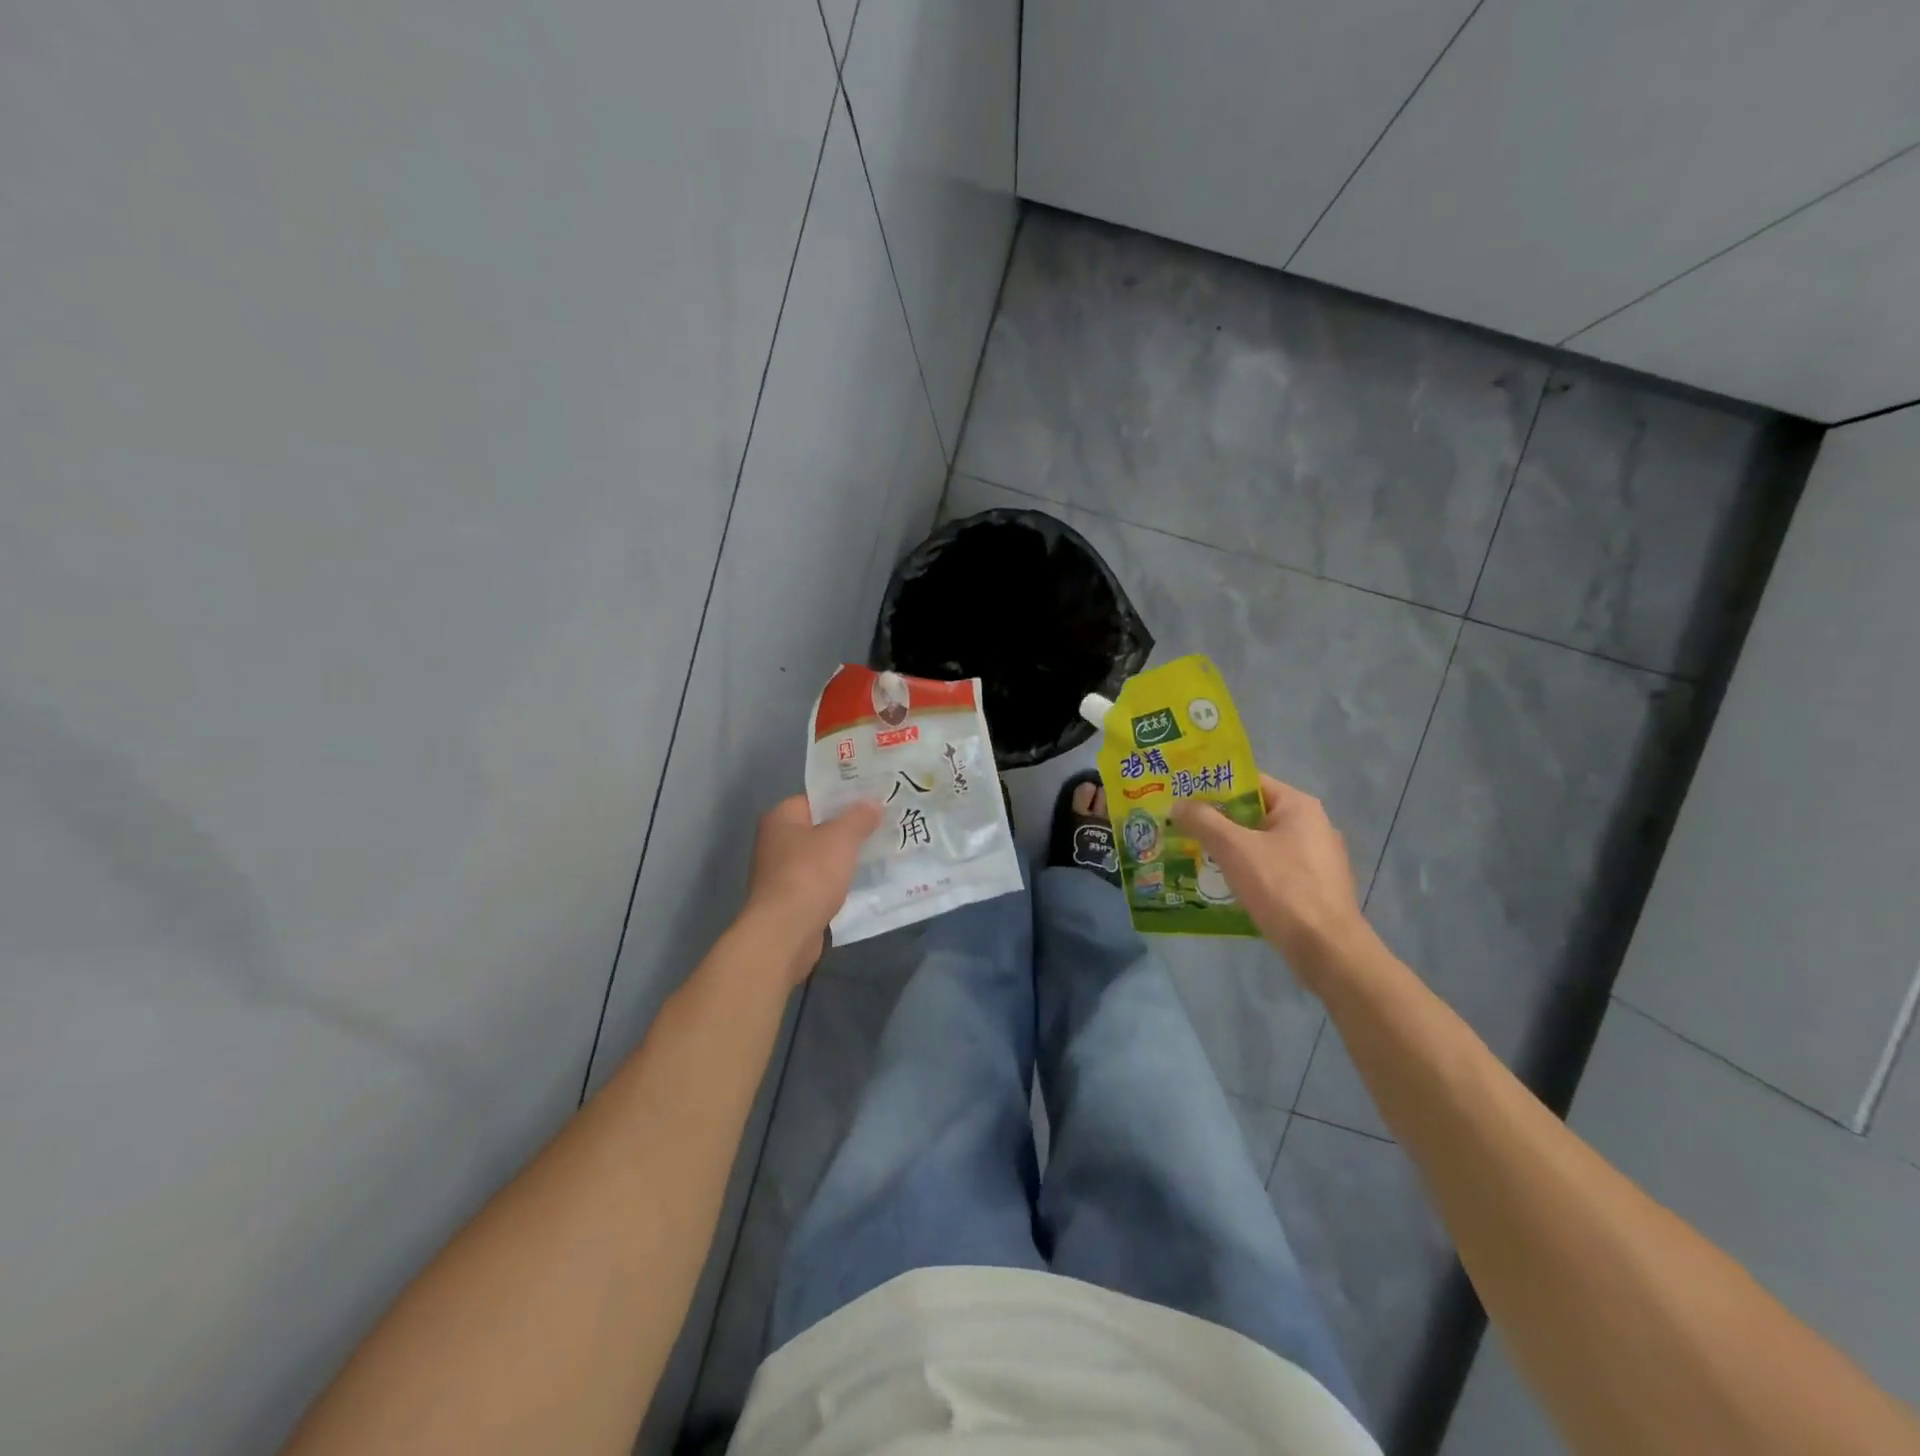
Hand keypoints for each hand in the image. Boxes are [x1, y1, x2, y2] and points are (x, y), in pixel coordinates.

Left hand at [743, 796, 882, 976]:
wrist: (785, 932)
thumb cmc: (810, 874)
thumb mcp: (841, 838)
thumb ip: (859, 817)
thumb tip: (872, 803)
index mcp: (781, 817)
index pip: (816, 799)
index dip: (845, 799)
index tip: (874, 802)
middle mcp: (775, 841)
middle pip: (819, 828)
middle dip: (849, 829)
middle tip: (883, 826)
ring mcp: (780, 872)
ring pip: (821, 857)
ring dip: (844, 858)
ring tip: (879, 852)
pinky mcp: (789, 900)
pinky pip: (820, 882)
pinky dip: (838, 882)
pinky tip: (862, 882)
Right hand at [1170, 774, 1368, 981]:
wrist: (1327, 949)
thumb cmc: (1282, 888)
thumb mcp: (1234, 848)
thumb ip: (1203, 821)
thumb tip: (1178, 804)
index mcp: (1299, 806)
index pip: (1249, 782)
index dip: (1213, 786)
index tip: (1182, 795)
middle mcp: (1312, 825)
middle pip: (1254, 812)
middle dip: (1217, 820)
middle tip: (1181, 825)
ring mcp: (1316, 858)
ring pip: (1261, 843)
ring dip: (1230, 848)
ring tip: (1194, 853)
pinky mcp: (1313, 886)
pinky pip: (1271, 867)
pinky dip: (1247, 870)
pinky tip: (1223, 882)